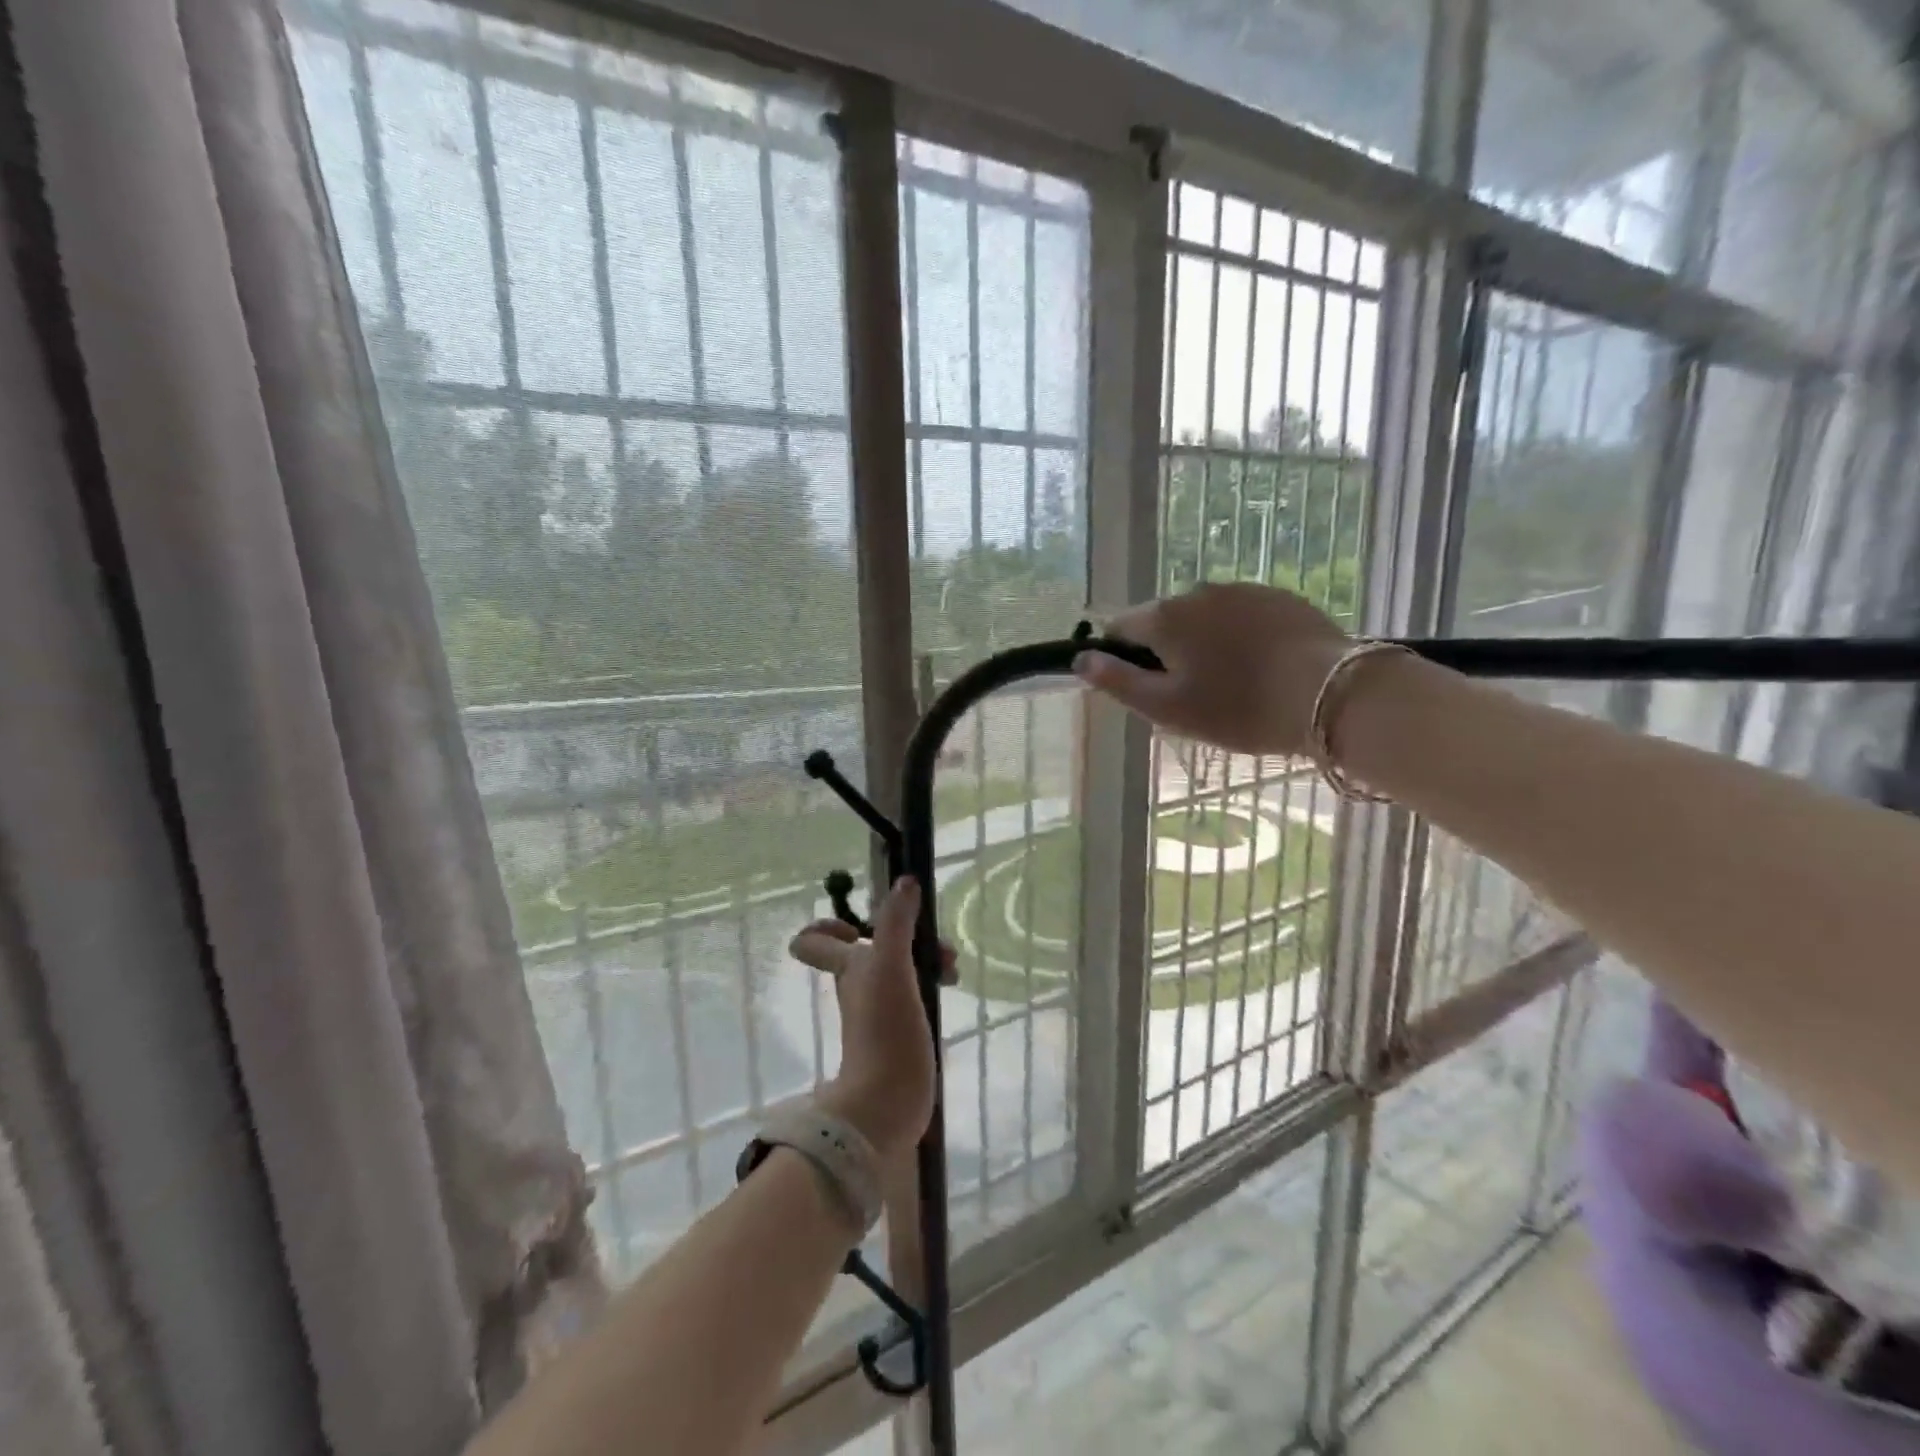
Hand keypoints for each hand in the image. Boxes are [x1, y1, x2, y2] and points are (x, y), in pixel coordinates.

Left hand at [787, 879, 955, 1160]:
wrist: (888, 1106)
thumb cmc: (883, 1032)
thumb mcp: (890, 968)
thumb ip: (896, 923)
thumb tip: (905, 881)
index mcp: (848, 968)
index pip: (814, 940)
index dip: (830, 924)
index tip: (863, 925)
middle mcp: (859, 985)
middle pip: (871, 946)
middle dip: (905, 935)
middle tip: (937, 947)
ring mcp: (879, 1010)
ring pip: (897, 967)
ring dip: (923, 957)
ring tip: (952, 968)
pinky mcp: (900, 1031)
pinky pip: (912, 993)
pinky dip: (929, 983)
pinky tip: (949, 989)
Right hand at [1074, 583, 1352, 756]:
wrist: (1331, 694)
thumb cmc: (1238, 708)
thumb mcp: (1167, 708)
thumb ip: (1117, 682)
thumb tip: (1081, 660)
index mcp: (1164, 617)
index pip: (1119, 628)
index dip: (1121, 659)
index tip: (1145, 690)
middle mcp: (1197, 591)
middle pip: (1162, 621)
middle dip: (1166, 652)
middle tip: (1191, 697)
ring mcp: (1242, 590)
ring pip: (1203, 618)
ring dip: (1203, 643)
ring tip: (1231, 684)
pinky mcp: (1279, 597)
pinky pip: (1240, 615)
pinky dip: (1239, 637)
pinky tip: (1261, 668)